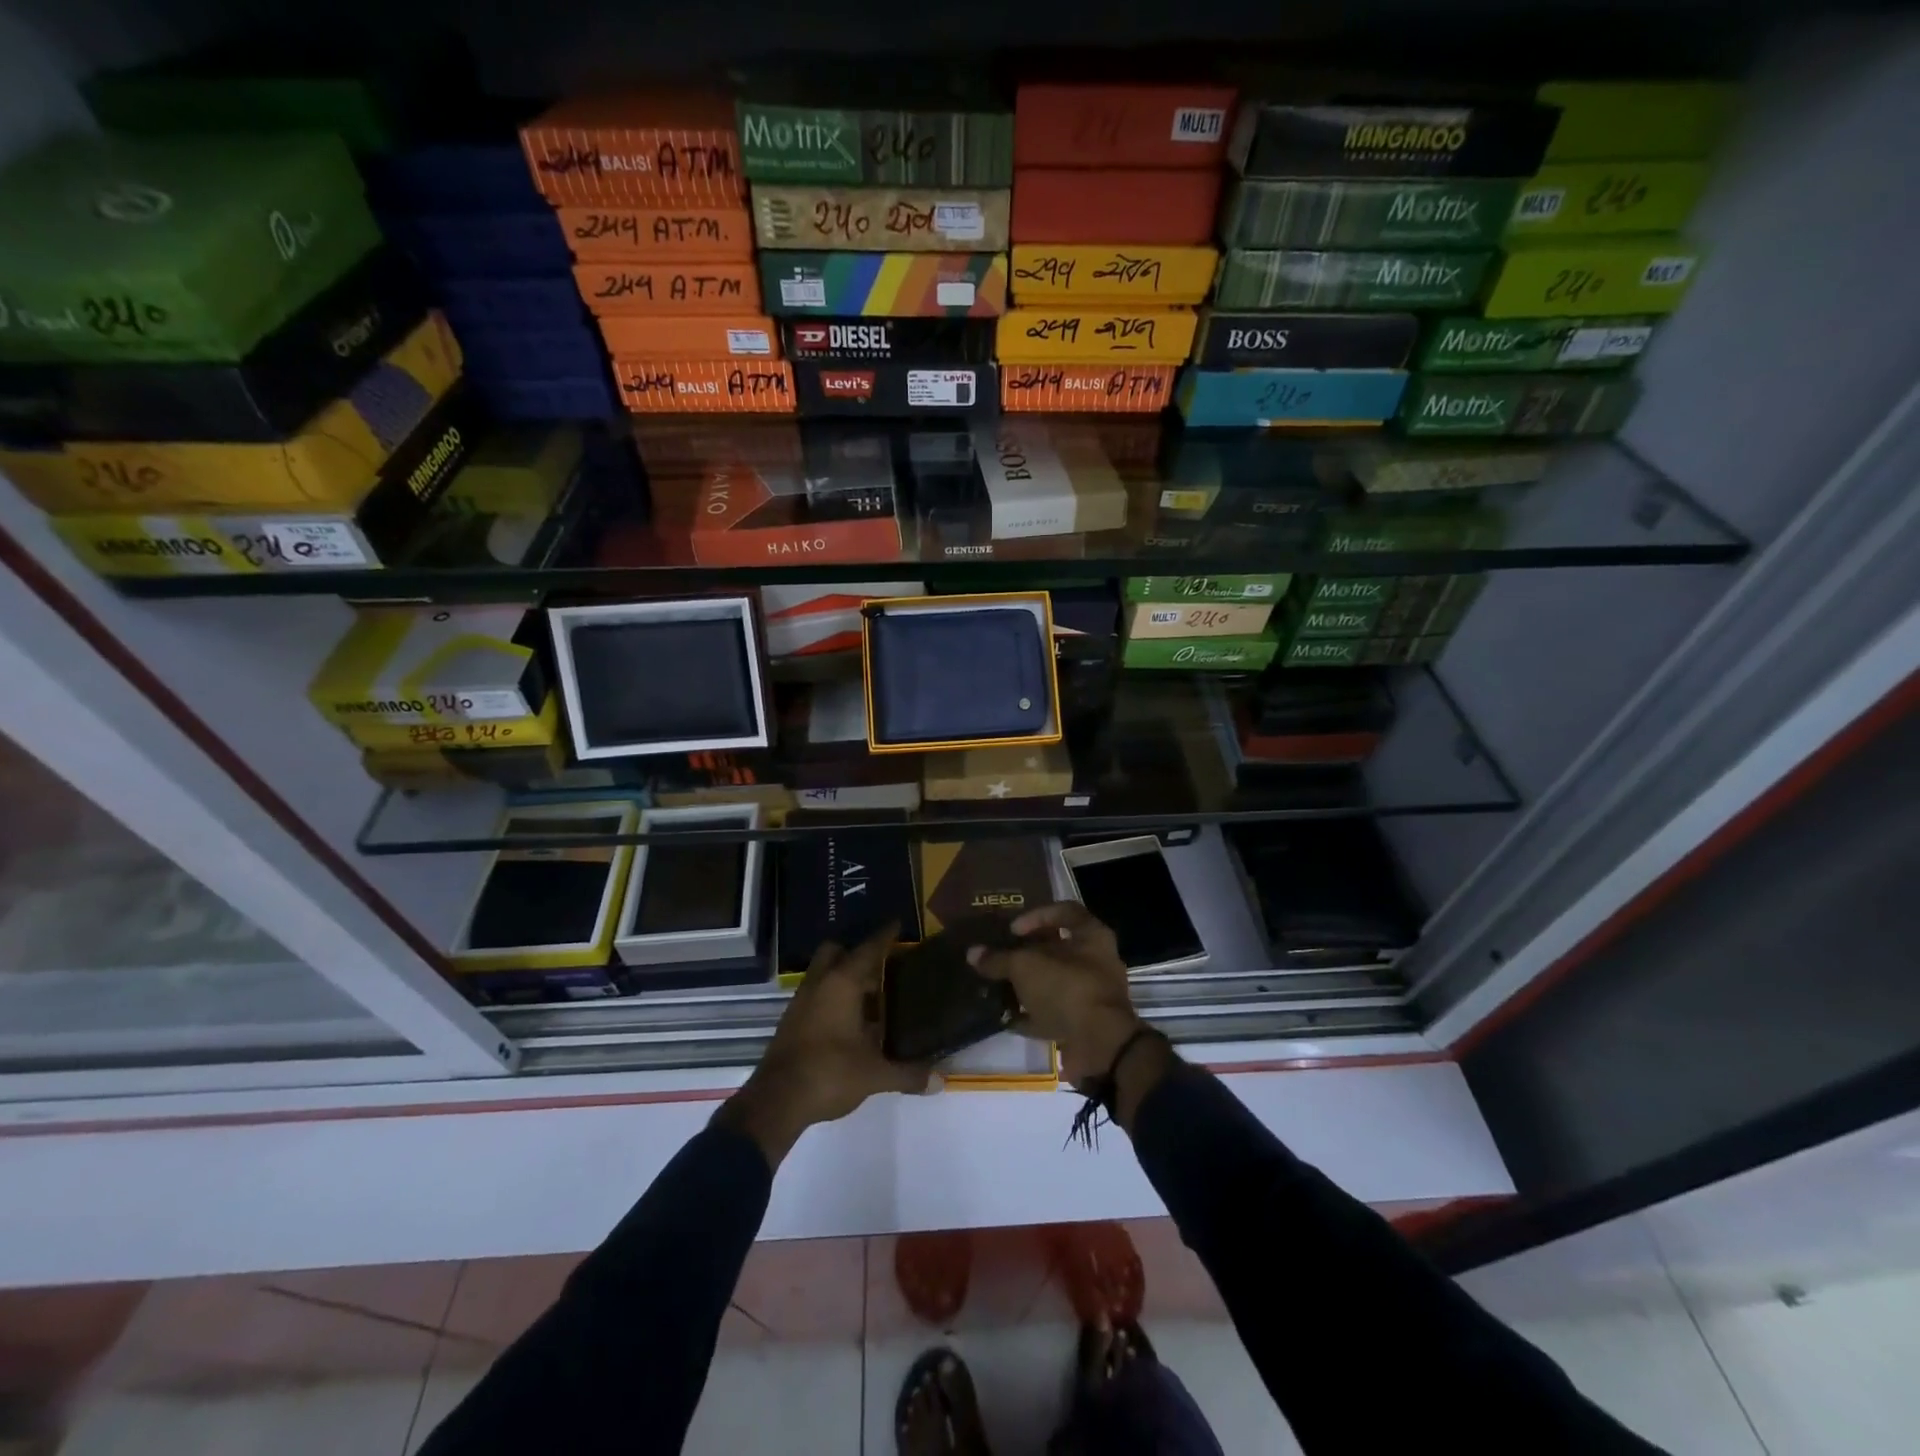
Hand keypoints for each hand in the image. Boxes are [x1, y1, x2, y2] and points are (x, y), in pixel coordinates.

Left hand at [717, 923, 939, 1166]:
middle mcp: (819, 984)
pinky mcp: (791, 1022)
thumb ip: (907, 1074)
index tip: (896, 923)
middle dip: (855, 953)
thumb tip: (940, 1081)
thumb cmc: (829, 1073)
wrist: (776, 1102)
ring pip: (822, 974)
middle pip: (835, 952)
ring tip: (869, 996)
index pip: (868, 949)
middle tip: (880, 967)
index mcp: (842, 984)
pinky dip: (831, 998)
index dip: (884, 936)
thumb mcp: (874, 1075)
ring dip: (842, 977)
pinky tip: (847, 1022)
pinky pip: (814, 995)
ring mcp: (801, 1002)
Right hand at [968, 902, 1144, 1086]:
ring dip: (1029, 986)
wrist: (1100, 1047)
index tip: (1013, 930)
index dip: (1036, 915)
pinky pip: (1055, 1013)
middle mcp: (1098, 962)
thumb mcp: (1025, 967)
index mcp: (1092, 936)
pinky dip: (1033, 1015)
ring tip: (1000, 987)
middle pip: (1059, 949)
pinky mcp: (1085, 1025)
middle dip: (1029, 954)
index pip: (1065, 911)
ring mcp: (1093, 995)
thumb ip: (999, 959)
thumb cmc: (1066, 989)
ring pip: (1055, 982)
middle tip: (1003, 957)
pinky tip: (1007, 1018)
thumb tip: (973, 953)